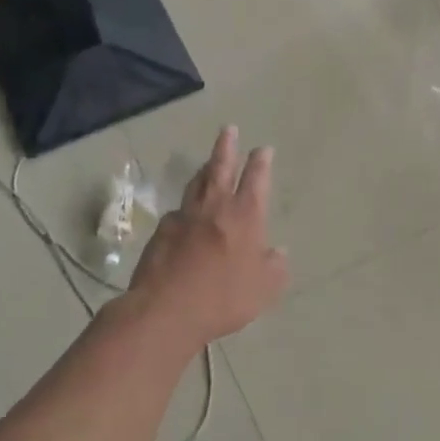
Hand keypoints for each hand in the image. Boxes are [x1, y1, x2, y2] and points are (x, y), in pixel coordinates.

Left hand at [125, 127, 288, 345]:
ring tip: (207, 162)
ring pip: (195, 185)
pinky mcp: (161, 233)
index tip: (263, 149)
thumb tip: (278, 252)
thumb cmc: (225, 297)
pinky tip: (184, 214)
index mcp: (245, 216)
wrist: (167, 310)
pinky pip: (177, 212)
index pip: (256, 179)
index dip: (261, 162)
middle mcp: (214, 208)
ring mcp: (184, 217)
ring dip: (203, 170)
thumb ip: (274, 267)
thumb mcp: (266, 288)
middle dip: (226, 147)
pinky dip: (185, 208)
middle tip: (228, 129)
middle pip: (220, 168)